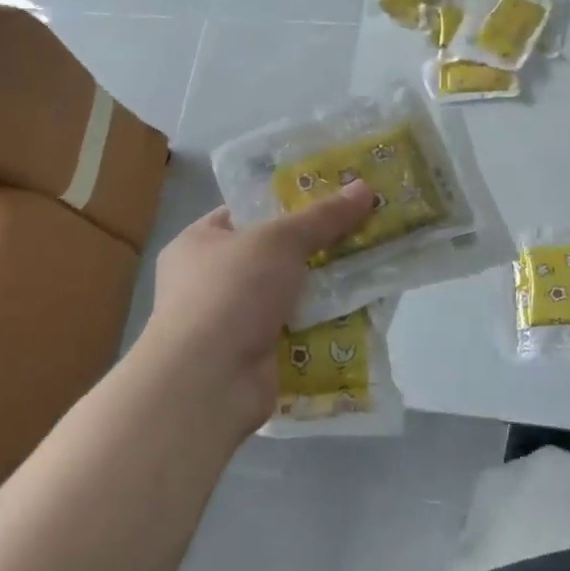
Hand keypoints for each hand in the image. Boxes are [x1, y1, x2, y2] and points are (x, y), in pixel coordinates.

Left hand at [137, 182, 375, 437]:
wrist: (208, 382)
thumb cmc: (231, 292)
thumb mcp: (280, 240)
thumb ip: (323, 216)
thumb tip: (365, 188)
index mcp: (199, 243)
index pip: (247, 212)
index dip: (288, 202)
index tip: (332, 197)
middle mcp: (209, 280)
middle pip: (274, 254)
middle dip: (316, 247)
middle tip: (362, 231)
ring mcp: (231, 321)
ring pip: (289, 293)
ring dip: (324, 286)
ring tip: (370, 266)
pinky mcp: (254, 355)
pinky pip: (296, 330)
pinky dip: (323, 323)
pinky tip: (360, 310)